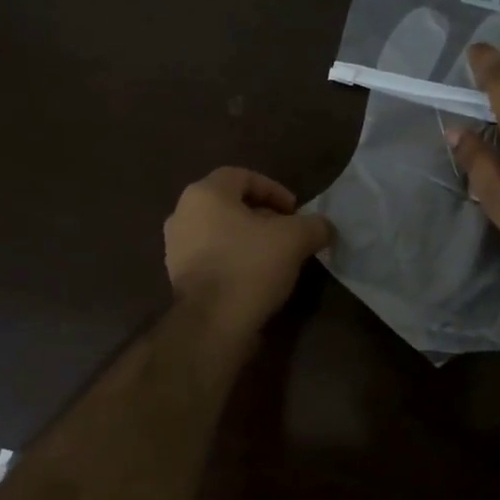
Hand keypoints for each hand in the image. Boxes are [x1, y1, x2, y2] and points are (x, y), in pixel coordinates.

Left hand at [163, 167, 334, 335]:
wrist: (213, 323)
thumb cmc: (250, 266)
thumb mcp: (295, 239)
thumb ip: (314, 225)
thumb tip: (324, 227)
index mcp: (204, 194)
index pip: (242, 176)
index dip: (273, 189)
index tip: (295, 211)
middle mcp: (182, 214)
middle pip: (229, 204)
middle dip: (262, 215)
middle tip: (287, 232)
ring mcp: (175, 246)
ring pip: (219, 231)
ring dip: (247, 238)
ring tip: (274, 256)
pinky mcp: (178, 276)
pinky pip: (211, 256)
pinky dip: (233, 259)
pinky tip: (254, 276)